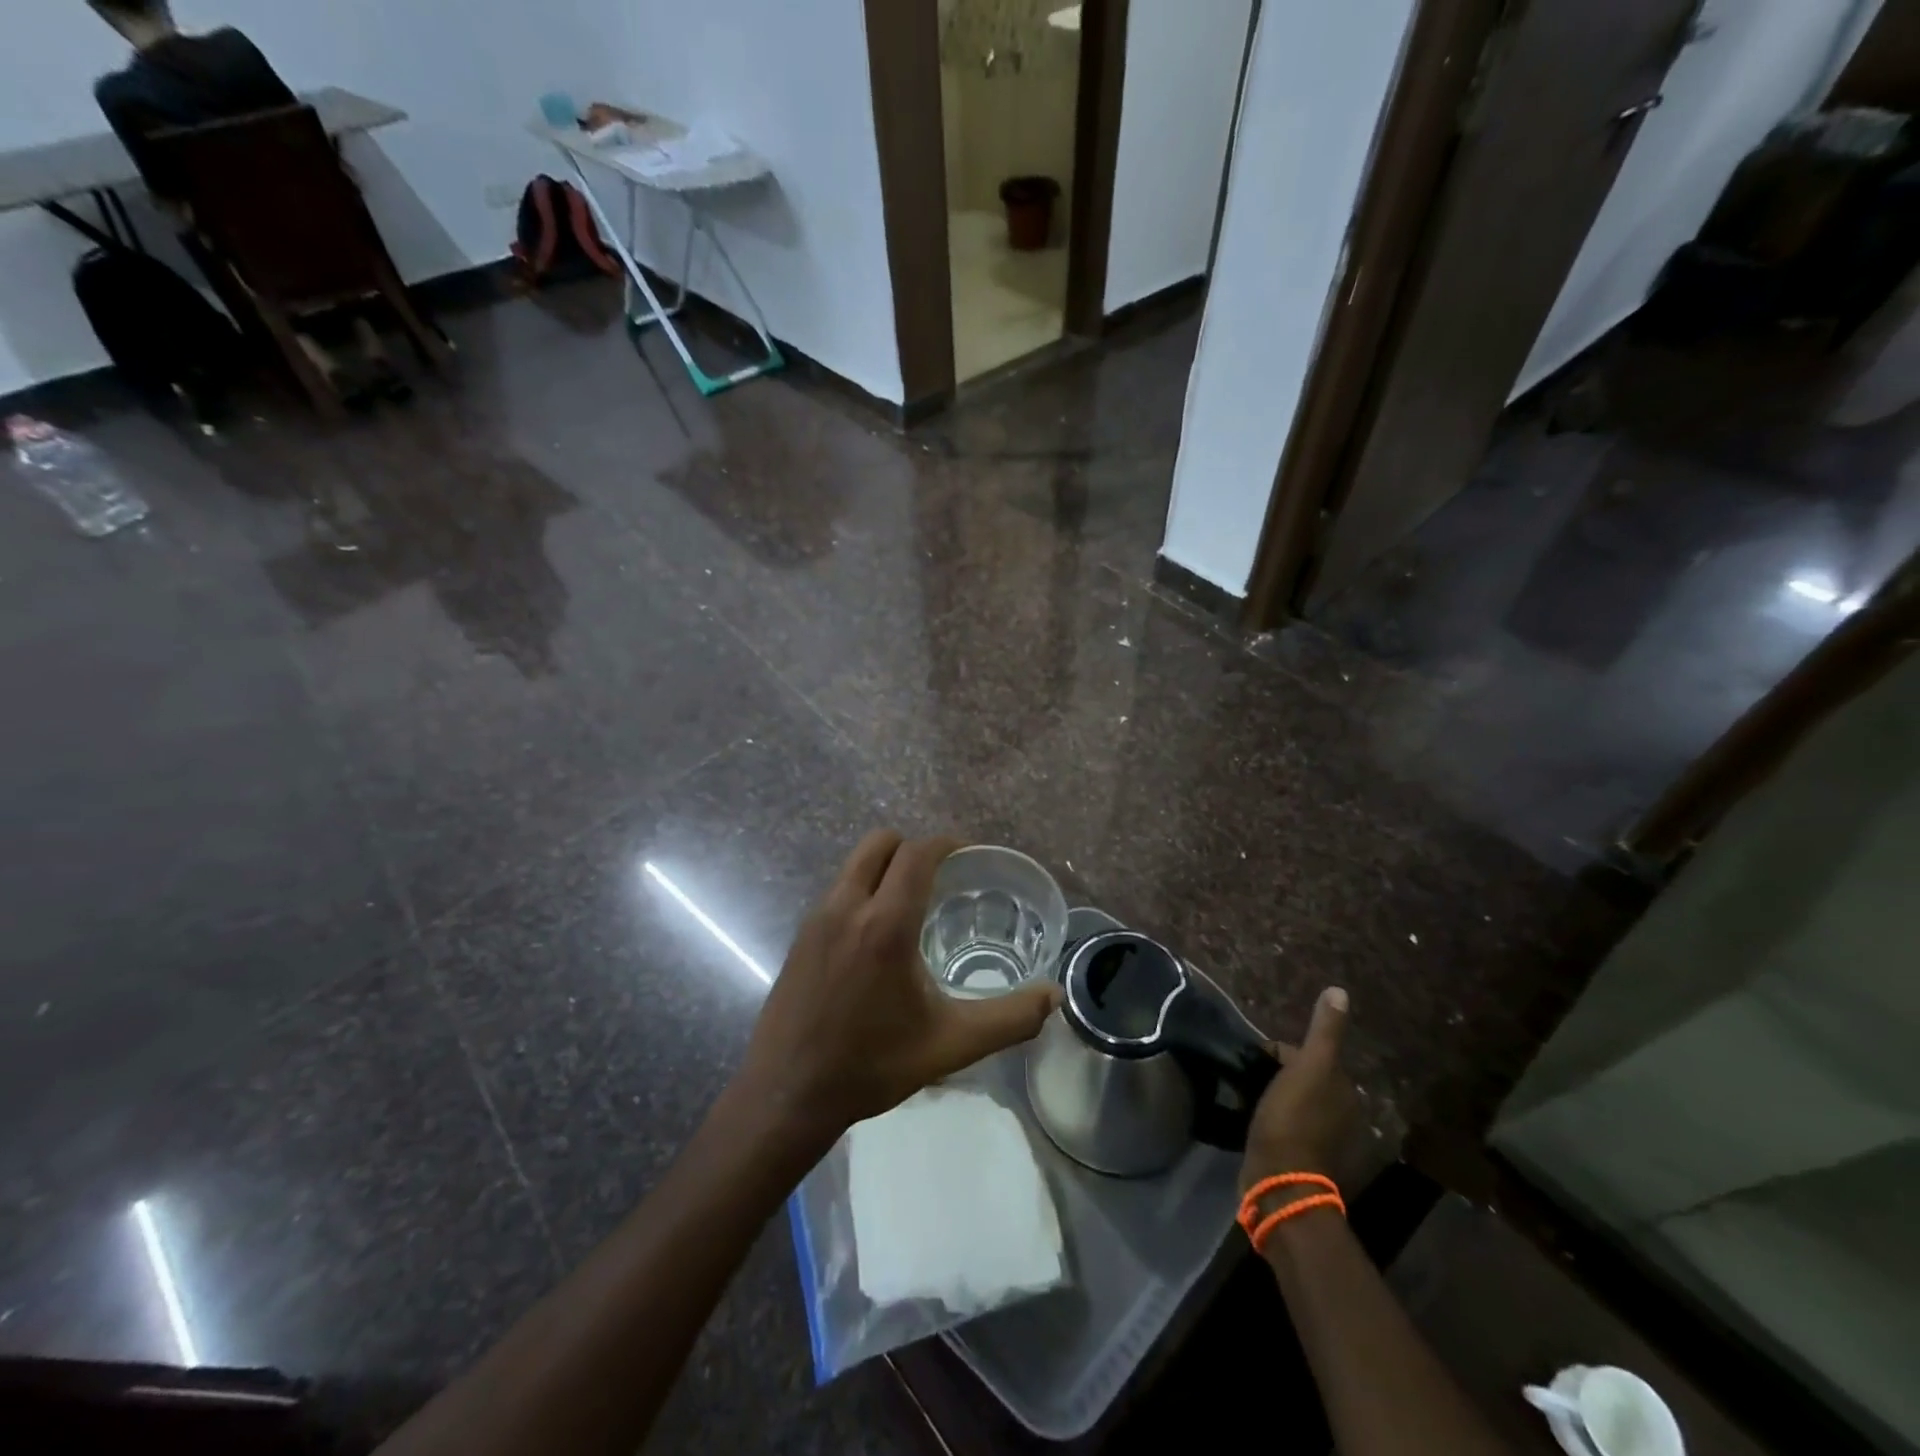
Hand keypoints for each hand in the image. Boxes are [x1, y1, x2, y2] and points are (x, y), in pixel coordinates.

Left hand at [735, 831, 1062, 1143]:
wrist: (786, 1094)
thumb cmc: (872, 1065)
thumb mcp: (950, 1045)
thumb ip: (1009, 1018)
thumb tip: (1054, 996)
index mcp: (885, 924)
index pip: (917, 854)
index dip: (946, 843)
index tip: (969, 855)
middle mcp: (847, 907)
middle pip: (880, 842)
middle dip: (913, 847)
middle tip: (941, 876)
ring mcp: (817, 918)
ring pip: (855, 864)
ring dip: (885, 868)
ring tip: (912, 904)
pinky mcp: (800, 936)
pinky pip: (838, 891)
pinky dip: (863, 891)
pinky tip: (876, 937)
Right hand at [1239, 987, 1358, 1194]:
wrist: (1281, 1181)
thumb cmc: (1292, 1118)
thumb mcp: (1309, 1067)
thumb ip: (1324, 1031)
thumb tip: (1339, 991)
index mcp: (1346, 1092)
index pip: (1310, 1057)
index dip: (1281, 1054)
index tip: (1255, 1061)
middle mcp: (1346, 1118)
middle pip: (1306, 1082)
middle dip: (1281, 1077)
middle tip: (1251, 1080)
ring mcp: (1329, 1145)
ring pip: (1298, 1107)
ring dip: (1279, 1101)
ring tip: (1250, 1101)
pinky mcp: (1309, 1166)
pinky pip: (1291, 1132)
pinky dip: (1278, 1126)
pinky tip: (1259, 1127)